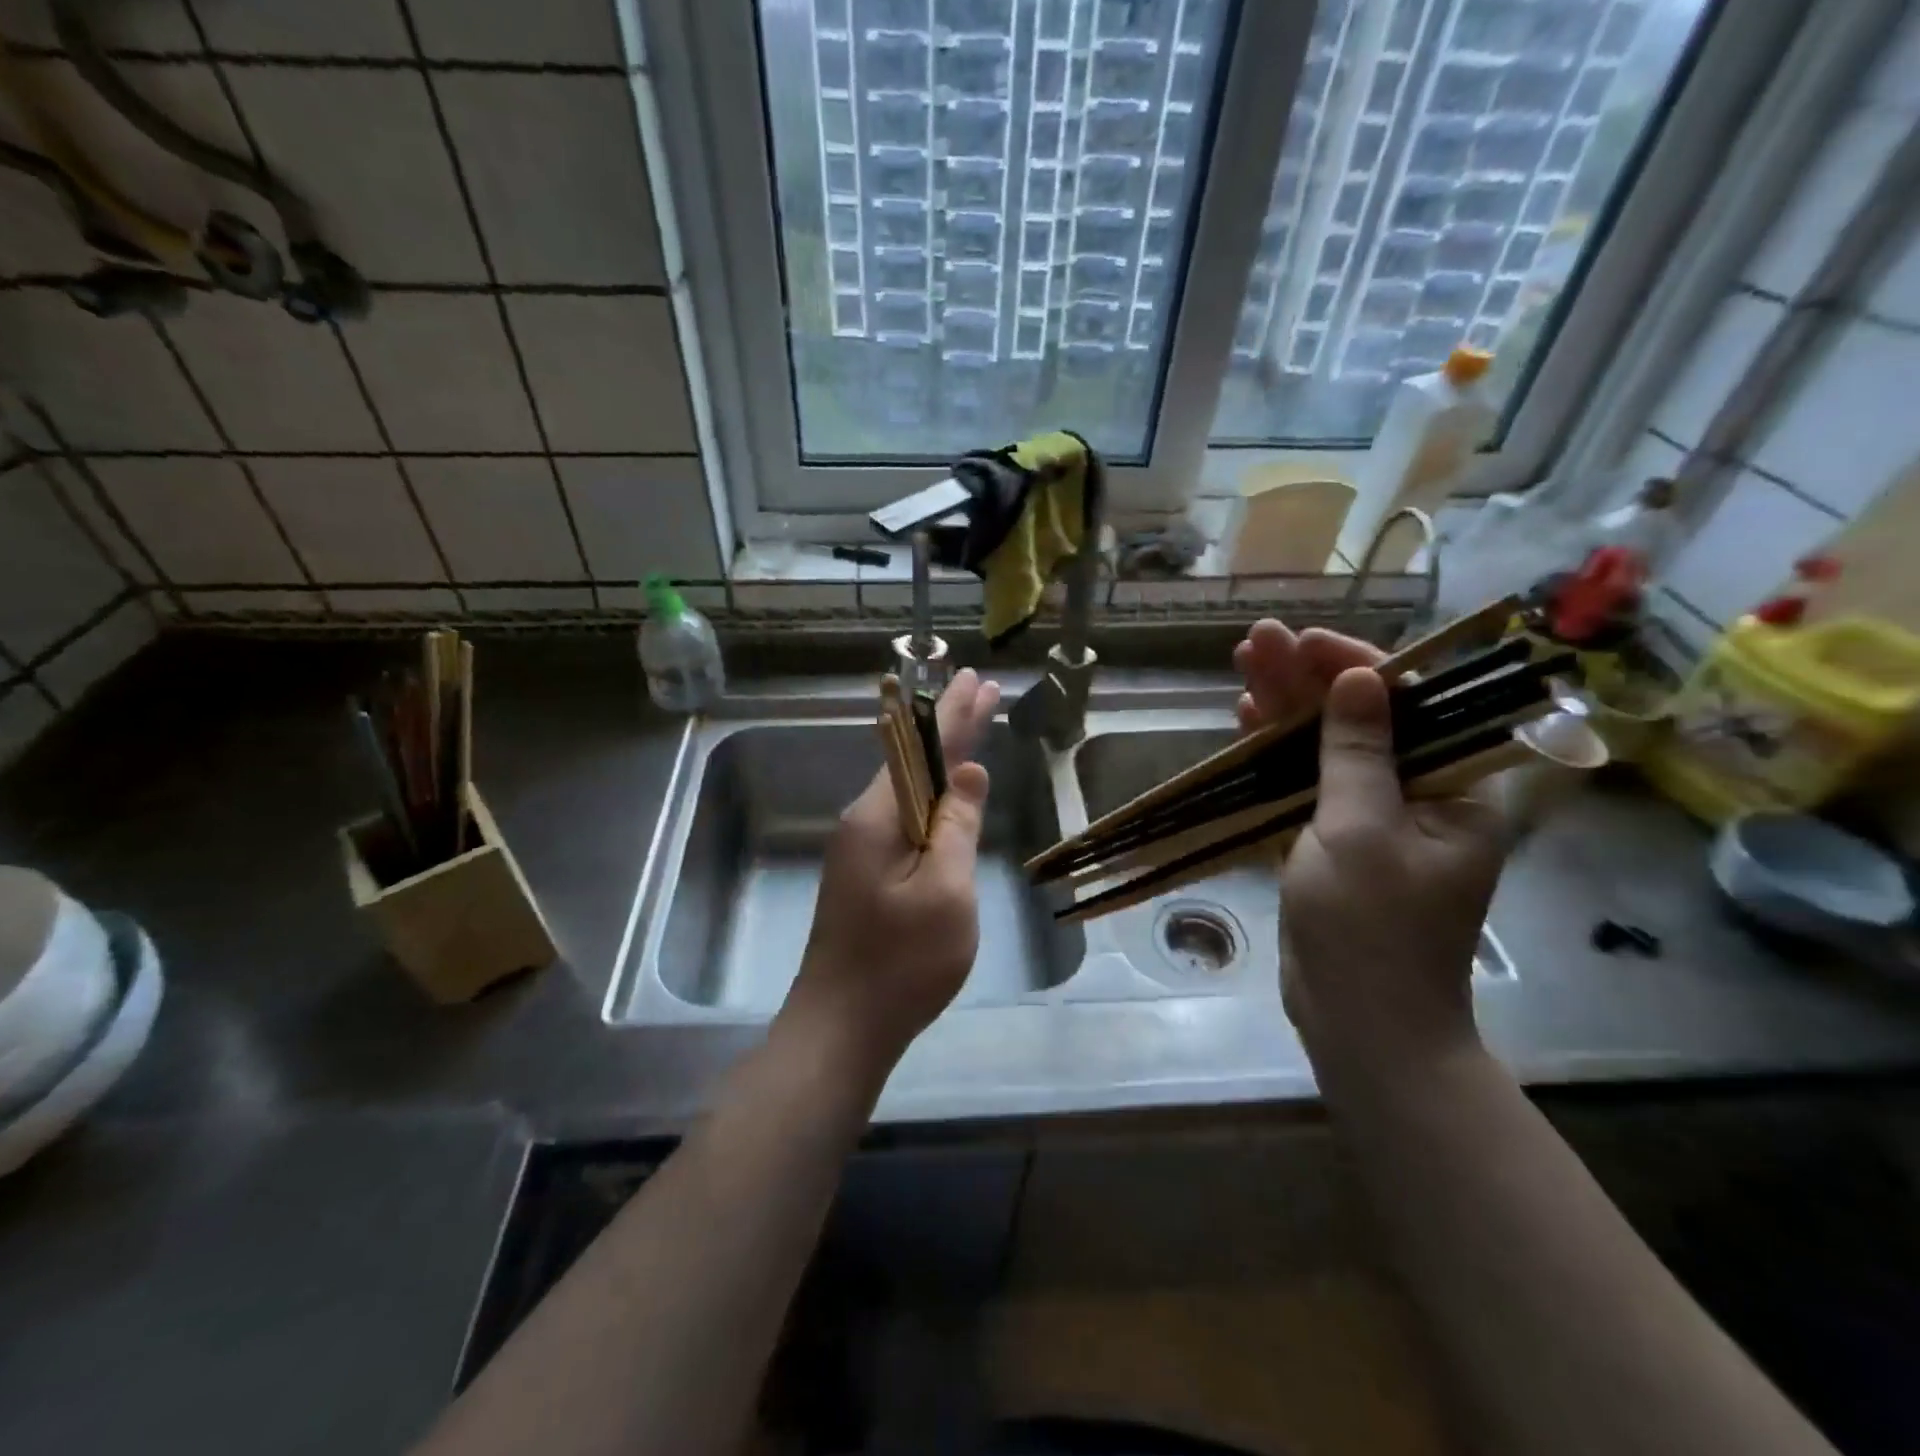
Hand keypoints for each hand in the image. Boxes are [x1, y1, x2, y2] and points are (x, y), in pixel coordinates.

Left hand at [780, 669, 1001, 1082]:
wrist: (841, 1027)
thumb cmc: (901, 963)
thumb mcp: (945, 892)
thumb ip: (957, 825)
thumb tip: (969, 771)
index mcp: (878, 817)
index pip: (921, 748)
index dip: (954, 715)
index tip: (976, 682)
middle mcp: (863, 822)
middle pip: (912, 760)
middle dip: (949, 726)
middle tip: (979, 688)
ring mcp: (861, 849)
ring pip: (908, 789)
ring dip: (942, 758)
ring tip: (972, 728)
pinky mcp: (866, 873)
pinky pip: (905, 818)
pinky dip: (933, 795)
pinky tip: (946, 791)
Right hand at [1234, 621, 1506, 1081]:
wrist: (1359, 1021)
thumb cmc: (1371, 928)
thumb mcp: (1361, 832)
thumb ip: (1358, 753)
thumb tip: (1359, 678)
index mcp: (1453, 790)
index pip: (1409, 704)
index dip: (1355, 665)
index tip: (1305, 641)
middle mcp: (1416, 795)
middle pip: (1359, 719)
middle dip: (1306, 679)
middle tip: (1256, 640)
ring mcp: (1370, 818)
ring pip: (1325, 747)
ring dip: (1285, 709)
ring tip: (1243, 666)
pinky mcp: (1331, 840)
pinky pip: (1304, 783)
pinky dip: (1276, 754)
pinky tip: (1247, 722)